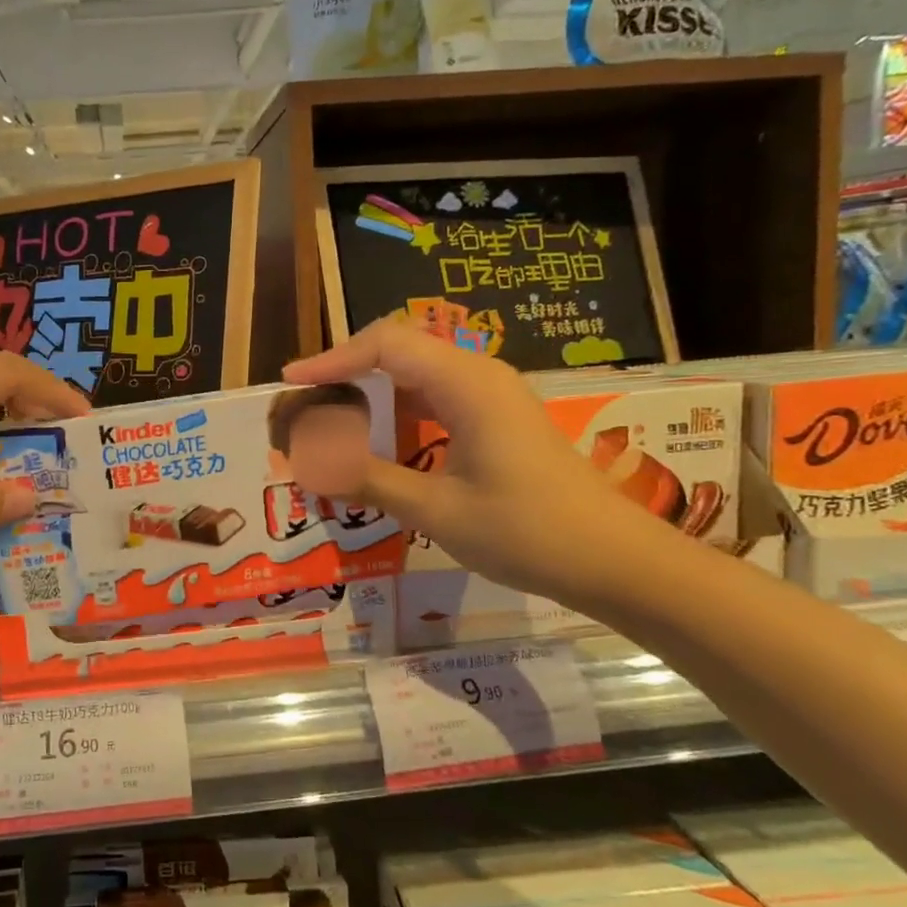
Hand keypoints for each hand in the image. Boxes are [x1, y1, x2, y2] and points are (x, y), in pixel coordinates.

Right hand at [283, 322, 669, 601]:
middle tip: (306, 402)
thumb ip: (369, 479)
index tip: (292, 383)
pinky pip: (436, 398)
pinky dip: (398, 412)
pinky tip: (379, 441)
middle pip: (399, 348)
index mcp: (466, 384)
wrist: (614, 561)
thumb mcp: (436, 510)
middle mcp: (478, 376)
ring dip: (372, 391)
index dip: (333, 359)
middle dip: (347, 370)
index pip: (385, 345)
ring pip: (417, 372)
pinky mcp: (497, 419)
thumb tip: (309, 461)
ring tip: (331, 420)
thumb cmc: (527, 532)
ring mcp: (491, 396)